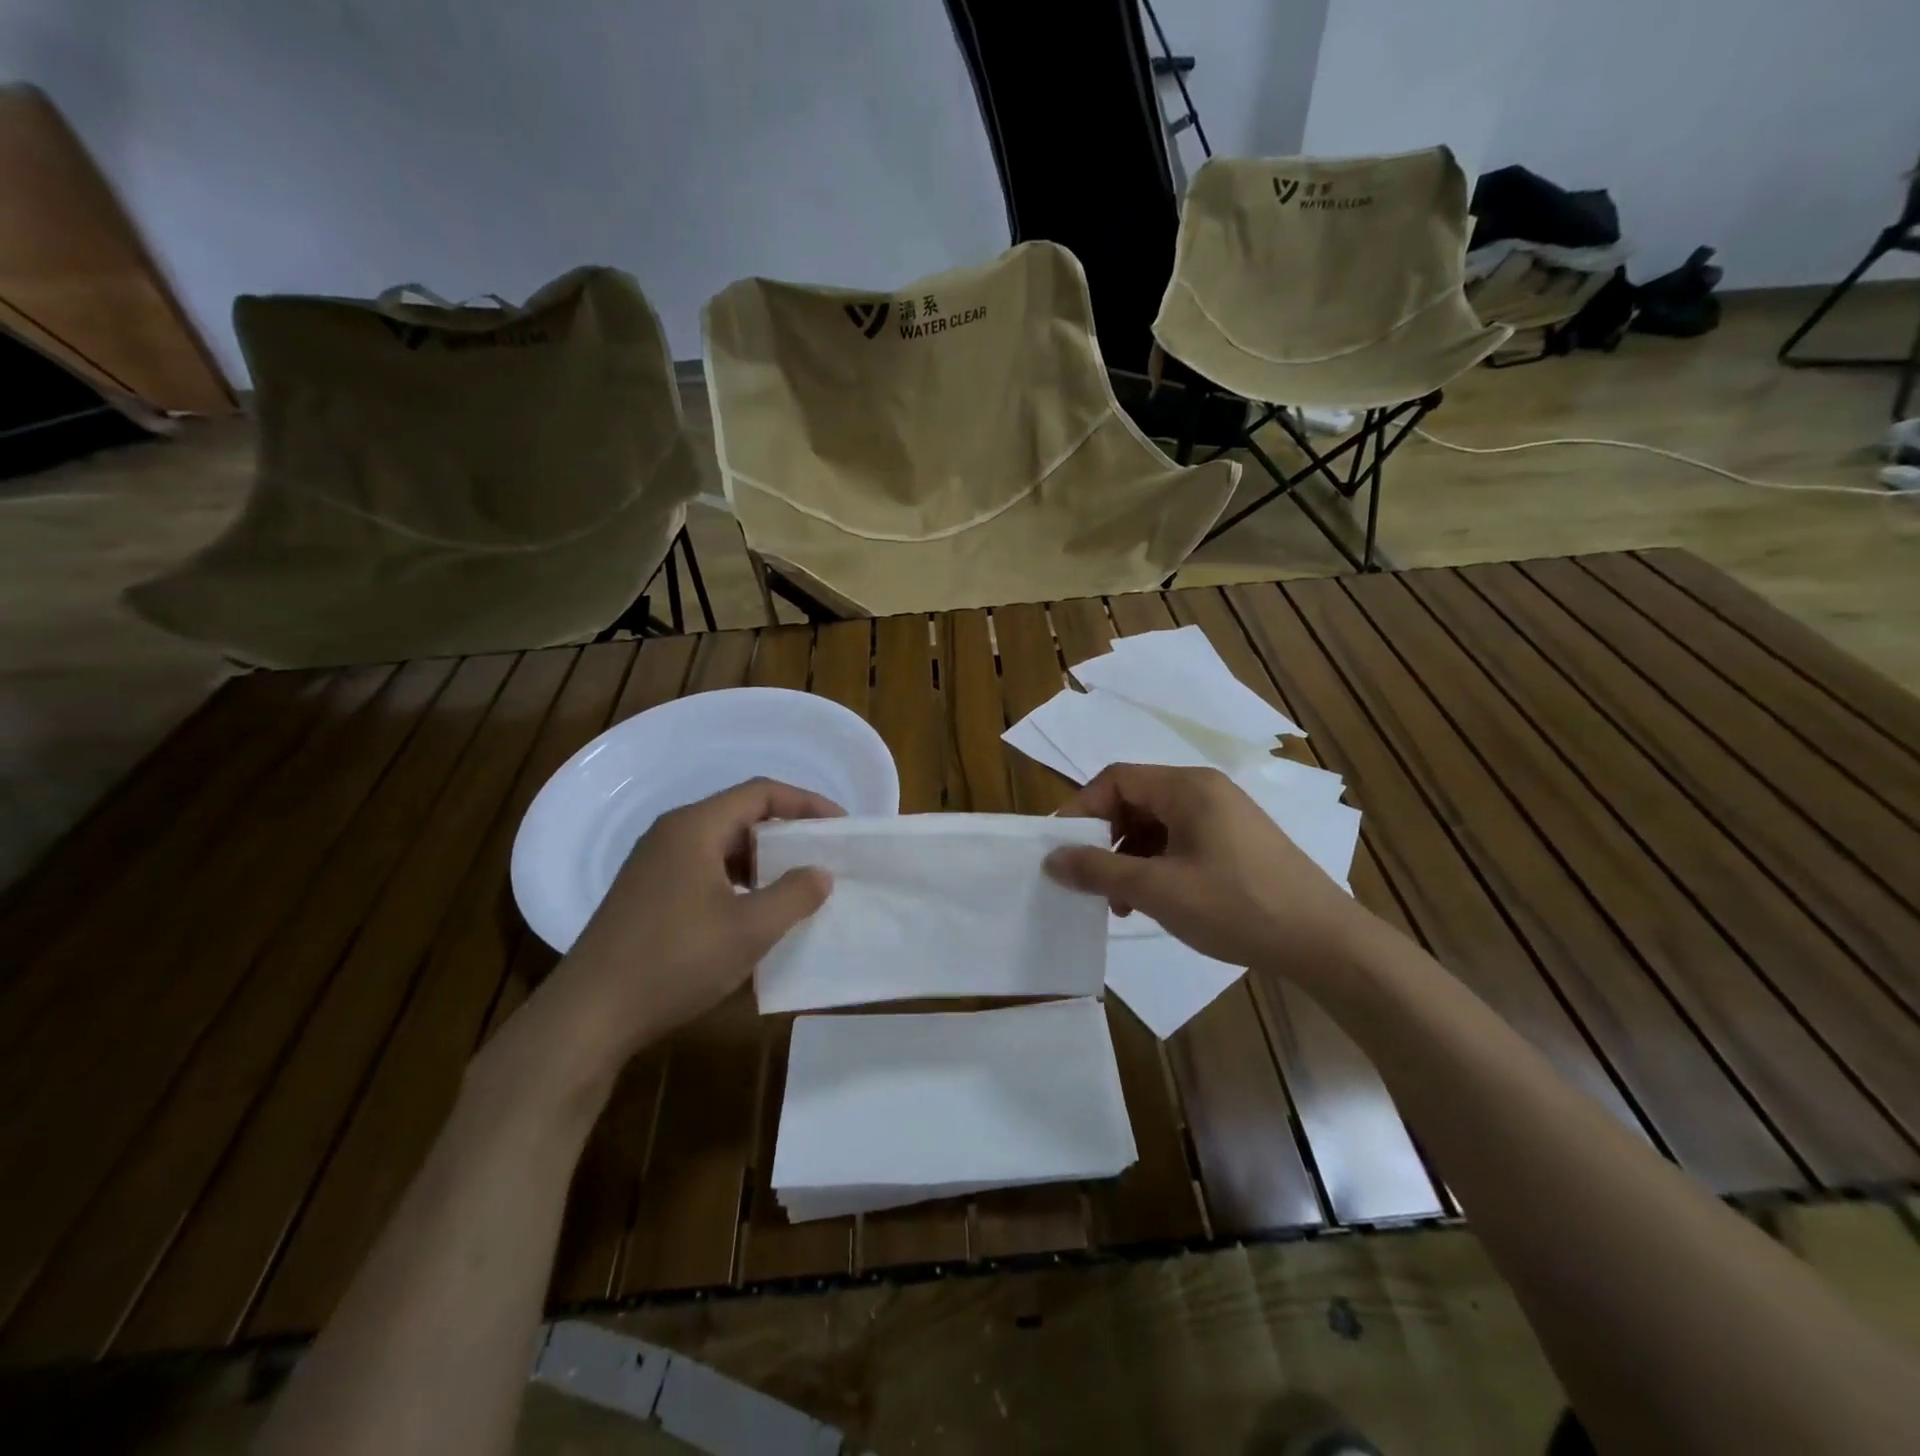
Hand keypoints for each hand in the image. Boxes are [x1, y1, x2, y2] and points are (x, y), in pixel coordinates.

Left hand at [535, 778, 841, 1070]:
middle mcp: (672, 835)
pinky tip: (753, 914)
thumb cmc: (674, 961)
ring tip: (795, 887)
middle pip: (740, 815)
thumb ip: (794, 895)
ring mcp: (655, 865)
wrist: (590, 1015)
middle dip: (787, 833)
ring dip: (762, 861)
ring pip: (722, 846)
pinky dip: (738, 881)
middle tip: (823, 857)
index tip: (840, 826)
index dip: (806, 803)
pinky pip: (705, 870)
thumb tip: (820, 873)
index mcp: (694, 828)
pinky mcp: (648, 894)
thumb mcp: (749, 930)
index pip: (760, 792)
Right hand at [1044, 763, 1374, 981]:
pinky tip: (1154, 902)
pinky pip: (1181, 842)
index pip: (1116, 779)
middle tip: (1090, 879)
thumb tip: (1051, 859)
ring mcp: (1225, 817)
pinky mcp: (1237, 843)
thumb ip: (1099, 870)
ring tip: (1121, 902)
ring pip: (1157, 825)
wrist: (1325, 943)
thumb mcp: (1158, 890)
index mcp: (1188, 787)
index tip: (1062, 849)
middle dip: (1106, 839)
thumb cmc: (1236, 906)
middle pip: (1136, 800)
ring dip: (1130, 858)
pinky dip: (1157, 866)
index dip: (1082, 810)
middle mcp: (1206, 791)